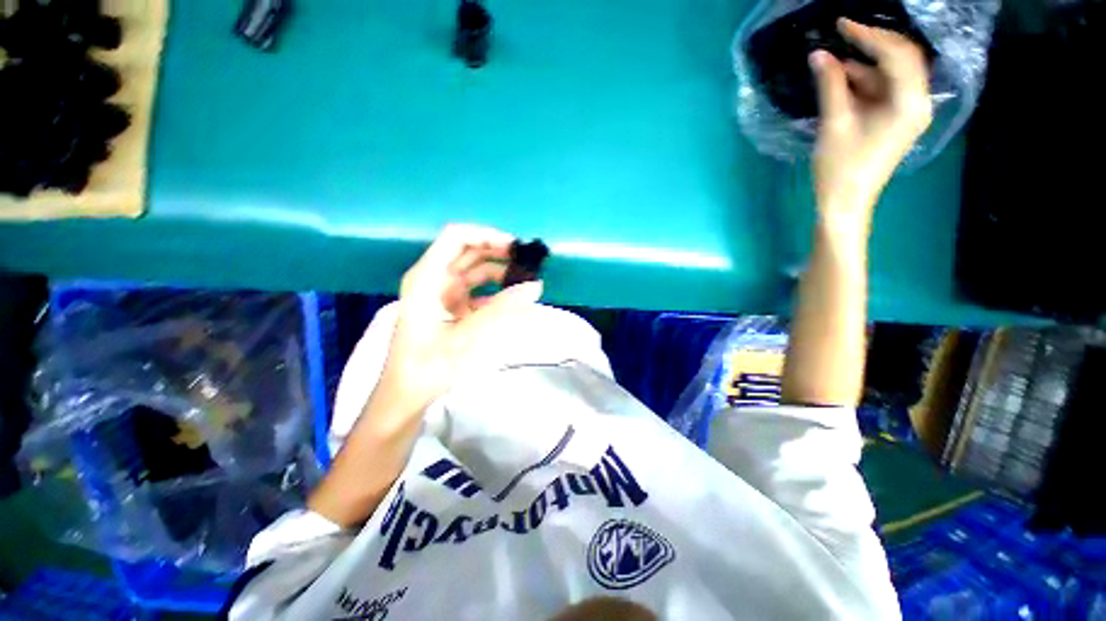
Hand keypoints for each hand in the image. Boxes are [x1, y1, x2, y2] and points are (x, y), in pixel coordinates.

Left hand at [379, 224, 543, 412]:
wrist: (406, 396)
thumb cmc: (427, 366)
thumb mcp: (465, 336)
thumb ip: (501, 310)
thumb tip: (535, 287)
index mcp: (427, 277)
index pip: (456, 238)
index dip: (486, 235)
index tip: (515, 248)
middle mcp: (433, 279)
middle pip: (467, 251)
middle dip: (498, 252)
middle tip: (527, 263)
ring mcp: (442, 294)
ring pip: (474, 271)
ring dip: (499, 272)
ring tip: (525, 280)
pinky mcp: (451, 308)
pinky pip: (476, 292)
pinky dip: (494, 293)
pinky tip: (512, 301)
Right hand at [809, 18, 932, 234]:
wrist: (845, 203)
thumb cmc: (840, 168)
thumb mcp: (834, 124)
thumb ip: (831, 85)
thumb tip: (820, 54)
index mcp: (909, 103)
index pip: (897, 54)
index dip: (869, 35)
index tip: (841, 24)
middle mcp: (918, 102)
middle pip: (902, 59)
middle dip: (871, 45)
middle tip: (840, 37)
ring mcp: (910, 111)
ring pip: (892, 73)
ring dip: (864, 66)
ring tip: (832, 65)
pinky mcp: (899, 119)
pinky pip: (886, 89)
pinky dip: (865, 82)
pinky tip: (842, 82)